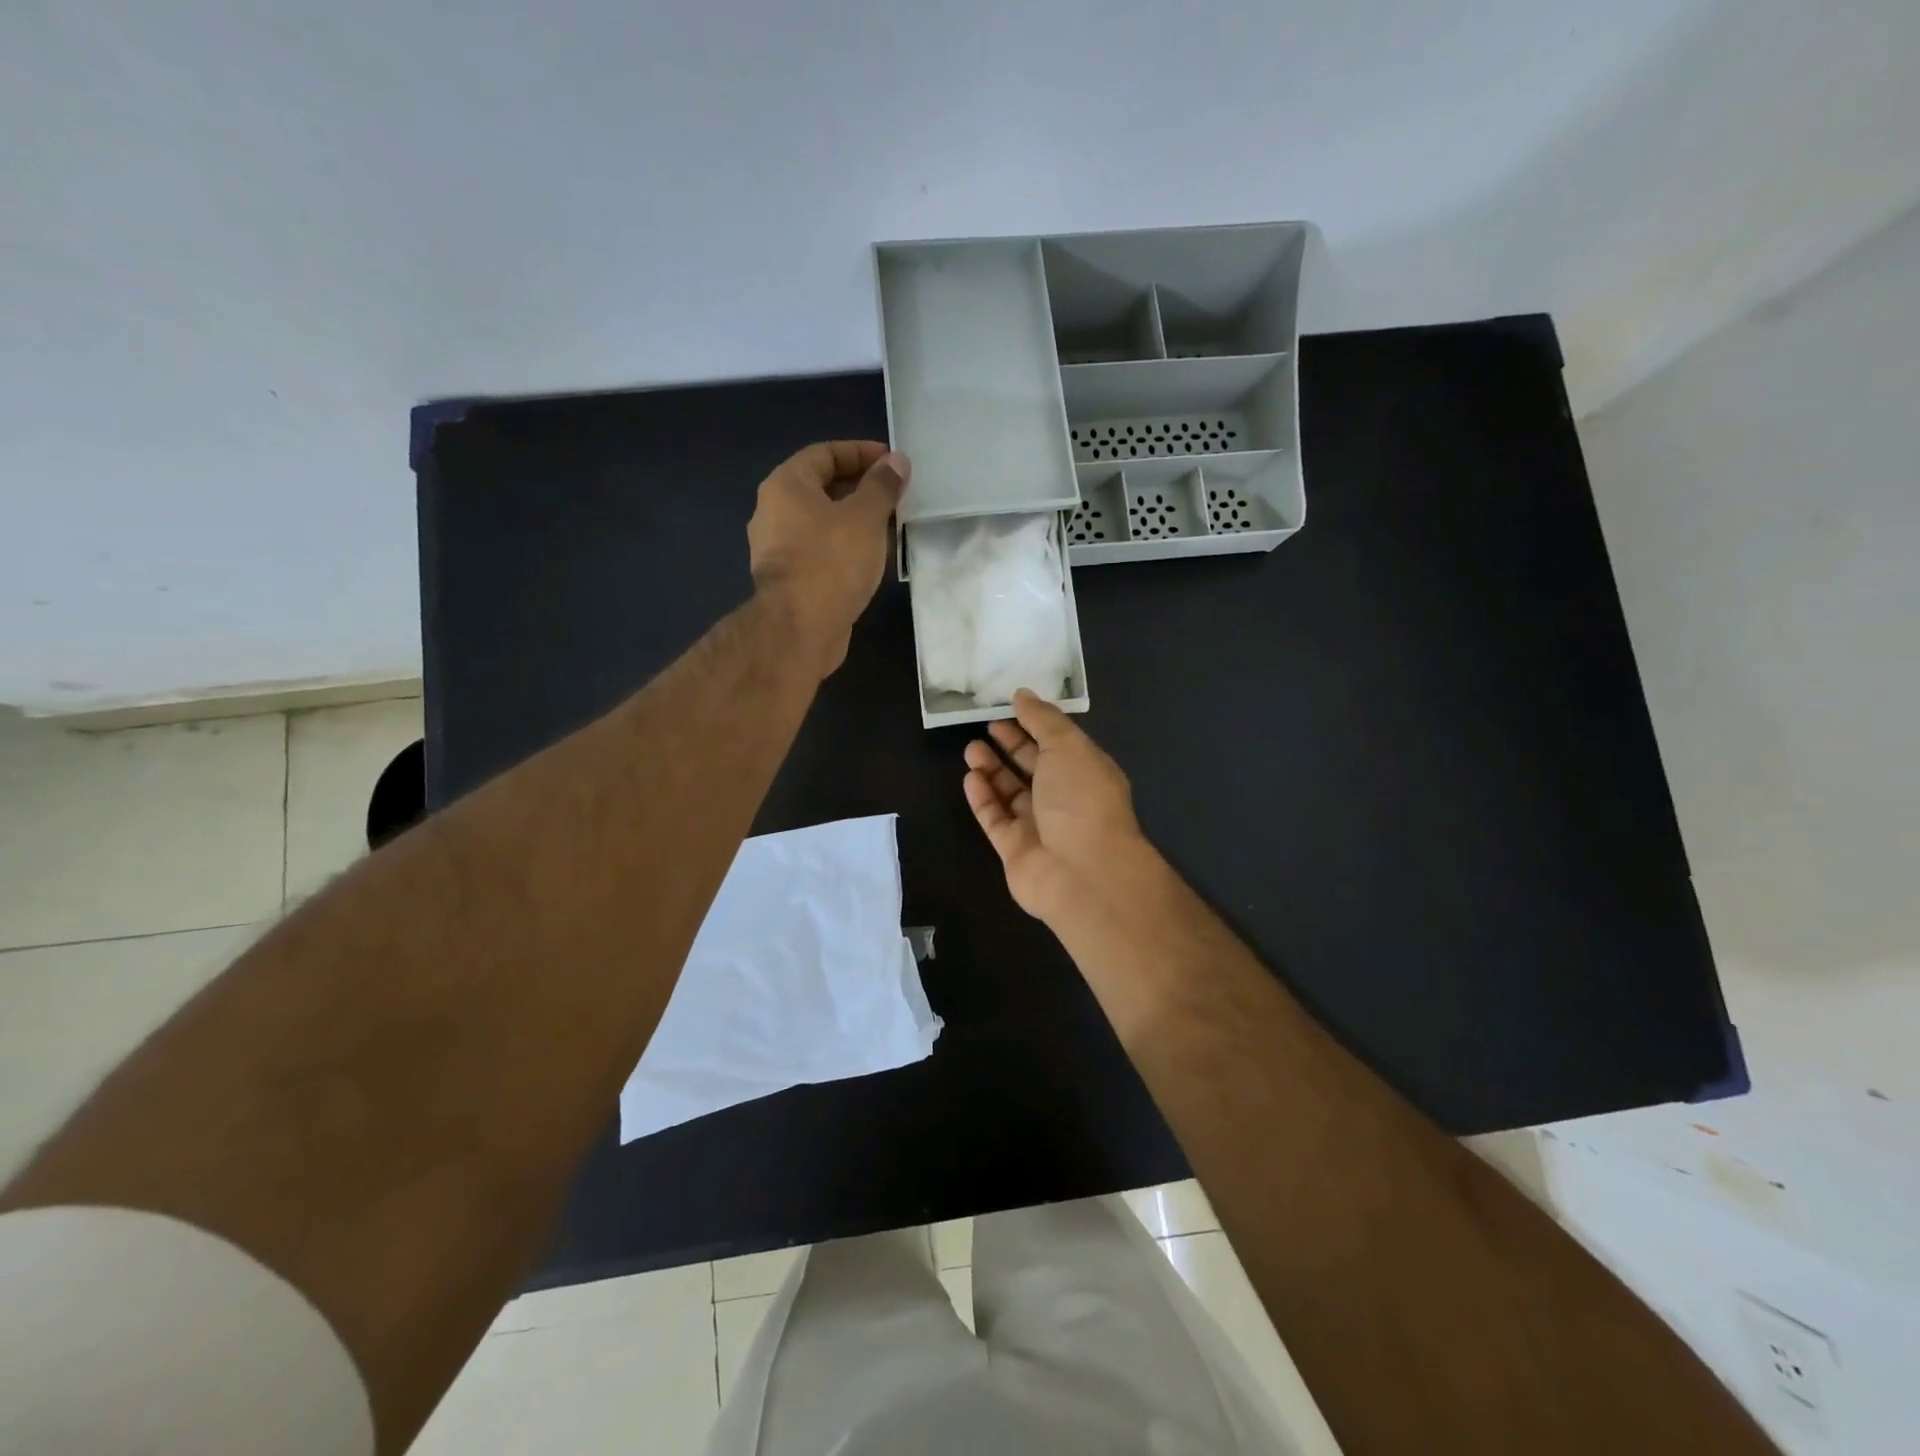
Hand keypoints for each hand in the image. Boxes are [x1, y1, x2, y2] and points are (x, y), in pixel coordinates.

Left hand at [748, 441, 909, 677]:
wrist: (799, 629)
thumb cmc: (831, 562)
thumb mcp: (865, 517)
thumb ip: (882, 486)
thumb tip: (897, 461)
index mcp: (786, 486)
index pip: (824, 454)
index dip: (860, 453)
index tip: (892, 462)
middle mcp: (773, 512)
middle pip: (820, 488)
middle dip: (859, 488)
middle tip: (895, 495)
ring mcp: (776, 549)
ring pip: (820, 522)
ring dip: (853, 520)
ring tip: (888, 526)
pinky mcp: (787, 580)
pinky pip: (819, 551)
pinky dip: (843, 547)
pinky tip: (868, 558)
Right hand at [963, 689, 1153, 927]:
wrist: (1082, 872)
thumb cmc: (1081, 800)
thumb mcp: (1068, 746)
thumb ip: (1043, 719)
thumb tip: (1023, 694)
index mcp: (1086, 773)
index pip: (1058, 744)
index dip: (1034, 725)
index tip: (1009, 708)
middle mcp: (1065, 800)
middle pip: (1034, 769)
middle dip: (1010, 746)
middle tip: (985, 727)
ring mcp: (1040, 827)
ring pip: (1011, 794)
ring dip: (992, 770)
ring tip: (970, 749)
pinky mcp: (1015, 850)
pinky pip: (996, 819)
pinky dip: (983, 798)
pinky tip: (970, 778)